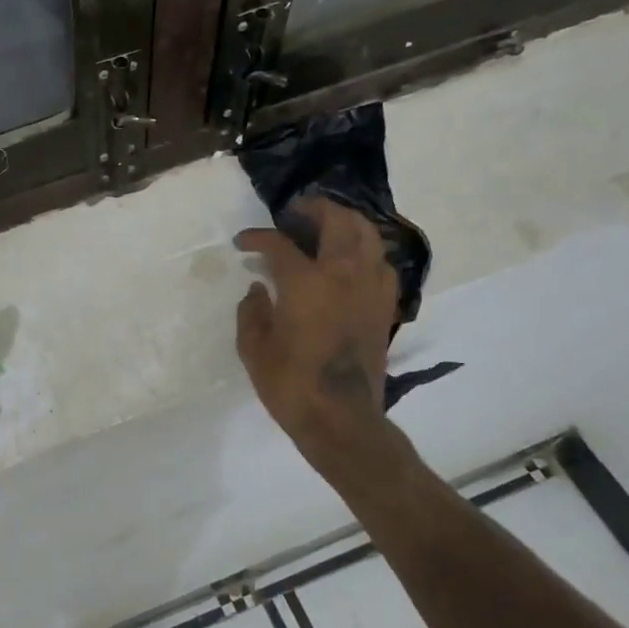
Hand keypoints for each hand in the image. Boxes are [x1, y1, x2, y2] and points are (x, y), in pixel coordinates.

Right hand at [235, 195, 401, 456]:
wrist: (340, 418)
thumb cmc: (290, 383)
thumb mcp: (253, 347)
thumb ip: (251, 310)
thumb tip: (258, 288)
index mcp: (306, 282)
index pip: (279, 244)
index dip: (258, 237)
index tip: (243, 242)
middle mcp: (343, 274)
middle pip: (337, 221)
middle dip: (314, 208)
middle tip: (295, 212)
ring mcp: (370, 288)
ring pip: (367, 235)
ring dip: (346, 222)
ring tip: (327, 226)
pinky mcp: (384, 306)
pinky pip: (381, 263)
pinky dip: (365, 251)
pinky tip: (351, 261)